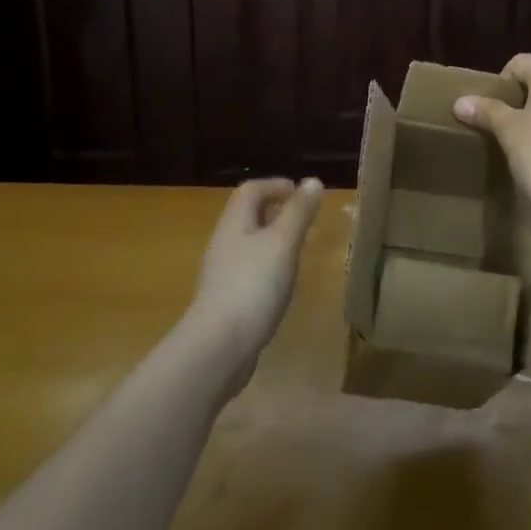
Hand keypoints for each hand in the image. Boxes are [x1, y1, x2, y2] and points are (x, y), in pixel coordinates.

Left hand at [187, 178, 322, 387]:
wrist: (218, 348)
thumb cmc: (253, 285)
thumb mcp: (283, 242)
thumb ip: (298, 211)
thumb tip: (312, 181)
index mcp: (235, 222)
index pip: (251, 189)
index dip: (276, 185)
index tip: (303, 194)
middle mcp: (224, 242)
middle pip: (248, 215)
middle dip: (277, 211)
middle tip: (305, 220)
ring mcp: (222, 273)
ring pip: (249, 243)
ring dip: (274, 240)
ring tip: (299, 250)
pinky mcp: (226, 299)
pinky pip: (249, 270)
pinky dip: (268, 267)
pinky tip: (282, 285)